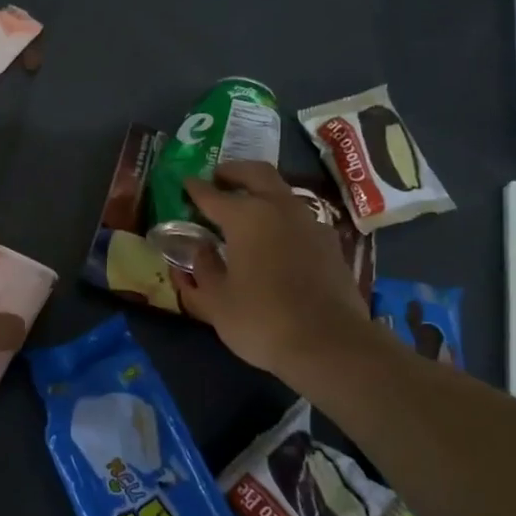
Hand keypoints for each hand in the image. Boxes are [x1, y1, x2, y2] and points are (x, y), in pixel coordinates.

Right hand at [174, 161, 374, 376]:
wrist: (330, 343)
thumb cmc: (262, 320)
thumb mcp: (216, 301)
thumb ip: (203, 269)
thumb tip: (199, 249)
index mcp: (245, 217)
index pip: (212, 194)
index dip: (195, 189)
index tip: (185, 184)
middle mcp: (279, 208)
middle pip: (256, 174)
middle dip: (234, 171)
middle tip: (218, 177)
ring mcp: (309, 222)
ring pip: (282, 191)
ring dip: (261, 190)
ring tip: (246, 206)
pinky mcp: (330, 242)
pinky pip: (299, 216)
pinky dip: (281, 215)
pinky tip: (275, 235)